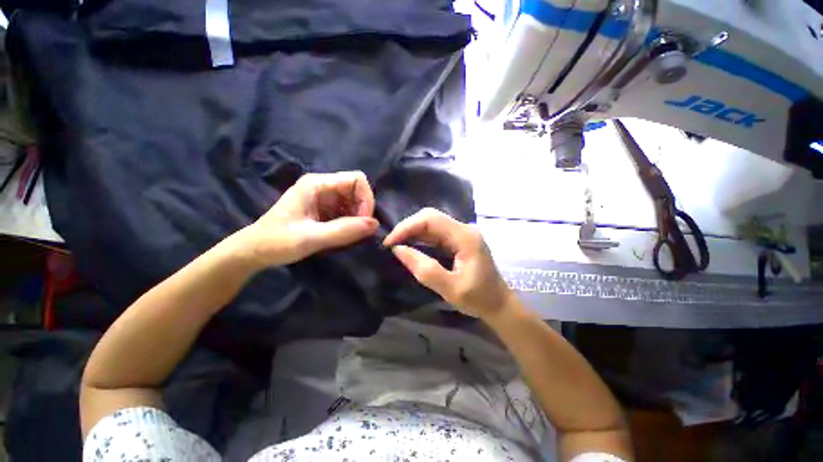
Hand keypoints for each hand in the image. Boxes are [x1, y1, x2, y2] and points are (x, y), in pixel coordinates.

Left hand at [241, 171, 378, 267]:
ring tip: (348, 235)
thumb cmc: (277, 242)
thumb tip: (375, 224)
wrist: (254, 252)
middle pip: (357, 190)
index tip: (363, 222)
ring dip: (357, 218)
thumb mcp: (310, 238)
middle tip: (356, 232)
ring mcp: (324, 198)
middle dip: (362, 211)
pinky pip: (348, 211)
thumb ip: (343, 231)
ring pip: (354, 201)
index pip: (357, 179)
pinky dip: (351, 223)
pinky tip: (343, 235)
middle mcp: (322, 186)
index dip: (366, 199)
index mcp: (317, 184)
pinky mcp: (324, 209)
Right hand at [383, 208, 514, 319]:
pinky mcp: (459, 239)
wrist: (498, 304)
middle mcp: (464, 229)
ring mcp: (462, 233)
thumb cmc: (478, 298)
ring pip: (432, 223)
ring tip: (396, 245)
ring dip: (412, 232)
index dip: (407, 227)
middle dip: (408, 228)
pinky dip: (420, 237)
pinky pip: (436, 232)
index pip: (431, 219)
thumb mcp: (450, 288)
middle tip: (391, 244)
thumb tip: (398, 250)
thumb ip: (424, 269)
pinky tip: (411, 245)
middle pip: (430, 217)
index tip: (390, 242)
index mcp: (465, 237)